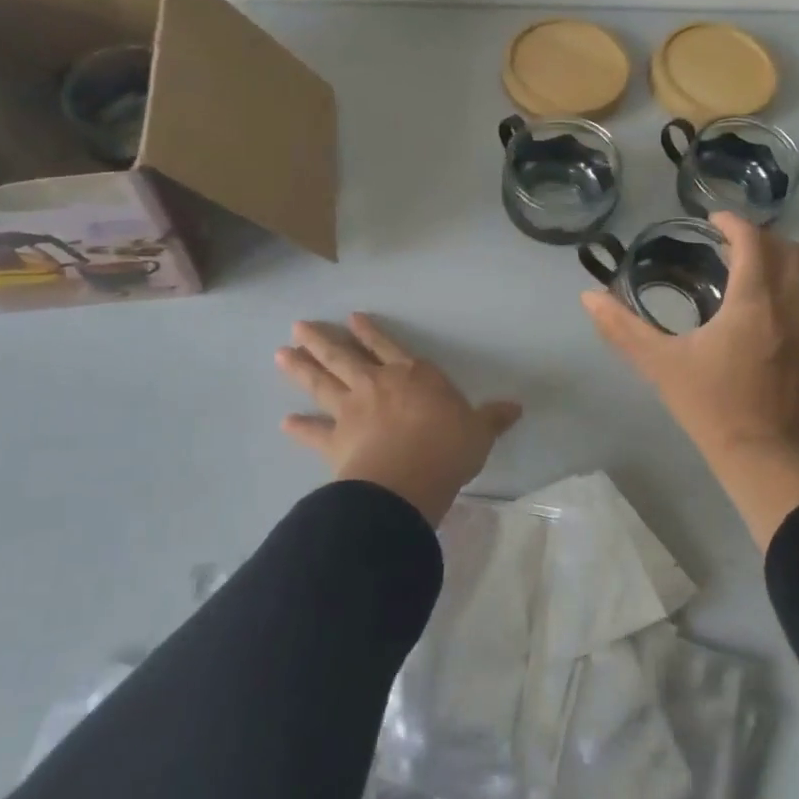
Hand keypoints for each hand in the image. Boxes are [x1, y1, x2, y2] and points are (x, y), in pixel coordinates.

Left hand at [276, 314, 522, 523]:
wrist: (408, 480)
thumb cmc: (448, 447)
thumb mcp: (479, 431)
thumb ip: (493, 418)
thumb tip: (517, 407)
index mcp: (412, 376)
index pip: (388, 347)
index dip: (370, 333)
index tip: (351, 319)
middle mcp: (377, 385)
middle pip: (344, 357)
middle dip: (322, 341)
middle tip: (298, 326)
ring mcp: (352, 411)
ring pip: (322, 383)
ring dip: (301, 368)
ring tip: (281, 354)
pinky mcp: (335, 440)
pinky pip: (314, 432)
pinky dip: (299, 428)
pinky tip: (284, 422)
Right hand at [583, 212, 798, 457]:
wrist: (765, 459)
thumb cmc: (711, 406)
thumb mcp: (660, 365)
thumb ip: (623, 328)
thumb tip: (589, 298)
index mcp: (754, 302)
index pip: (753, 241)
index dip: (732, 222)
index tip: (709, 221)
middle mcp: (786, 307)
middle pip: (788, 251)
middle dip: (759, 237)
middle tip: (724, 243)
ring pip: (798, 275)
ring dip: (770, 261)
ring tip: (732, 272)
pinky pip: (796, 300)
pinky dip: (775, 287)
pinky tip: (743, 311)